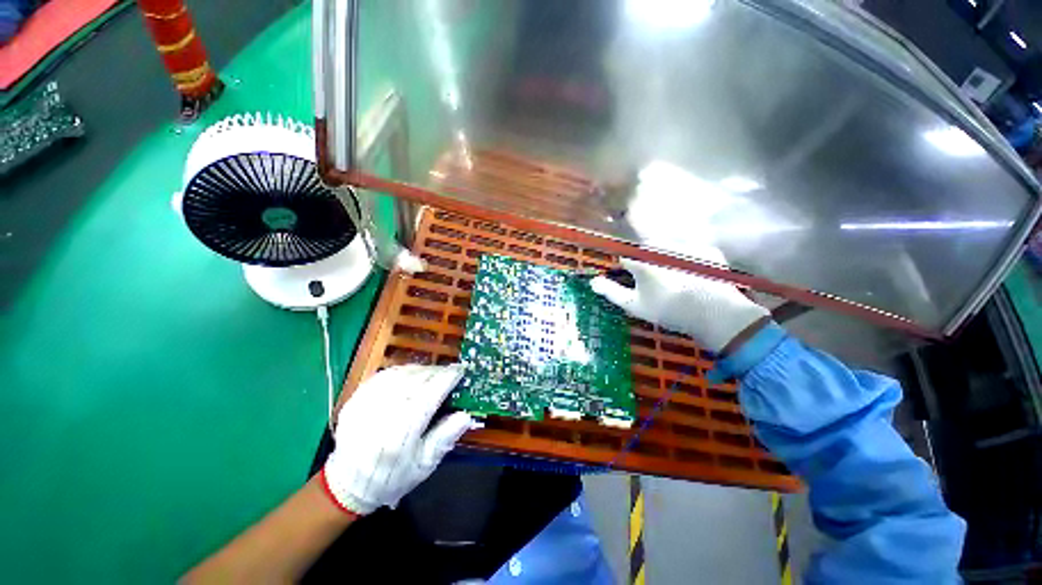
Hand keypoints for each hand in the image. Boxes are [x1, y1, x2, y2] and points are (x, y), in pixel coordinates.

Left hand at [322, 365, 475, 514]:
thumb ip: (445, 437)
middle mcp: (383, 413)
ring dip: (421, 370)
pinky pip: (384, 375)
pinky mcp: (355, 399)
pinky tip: (410, 375)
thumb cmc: (393, 476)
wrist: (348, 485)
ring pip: (401, 374)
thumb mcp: (425, 464)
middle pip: (417, 380)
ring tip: (432, 374)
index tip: (461, 370)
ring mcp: (366, 404)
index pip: (431, 393)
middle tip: (449, 373)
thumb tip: (466, 414)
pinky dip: (401, 372)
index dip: (448, 378)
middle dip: (437, 372)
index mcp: (403, 432)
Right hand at [590, 258, 768, 352]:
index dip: (628, 269)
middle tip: (657, 283)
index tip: (633, 280)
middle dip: (648, 262)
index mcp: (642, 259)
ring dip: (668, 259)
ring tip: (677, 280)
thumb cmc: (666, 309)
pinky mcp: (707, 250)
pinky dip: (691, 261)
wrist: (712, 312)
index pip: (626, 258)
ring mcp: (686, 246)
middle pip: (647, 250)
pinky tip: (695, 277)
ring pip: (669, 248)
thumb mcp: (633, 304)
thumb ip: (611, 292)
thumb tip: (592, 281)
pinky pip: (692, 251)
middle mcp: (661, 246)